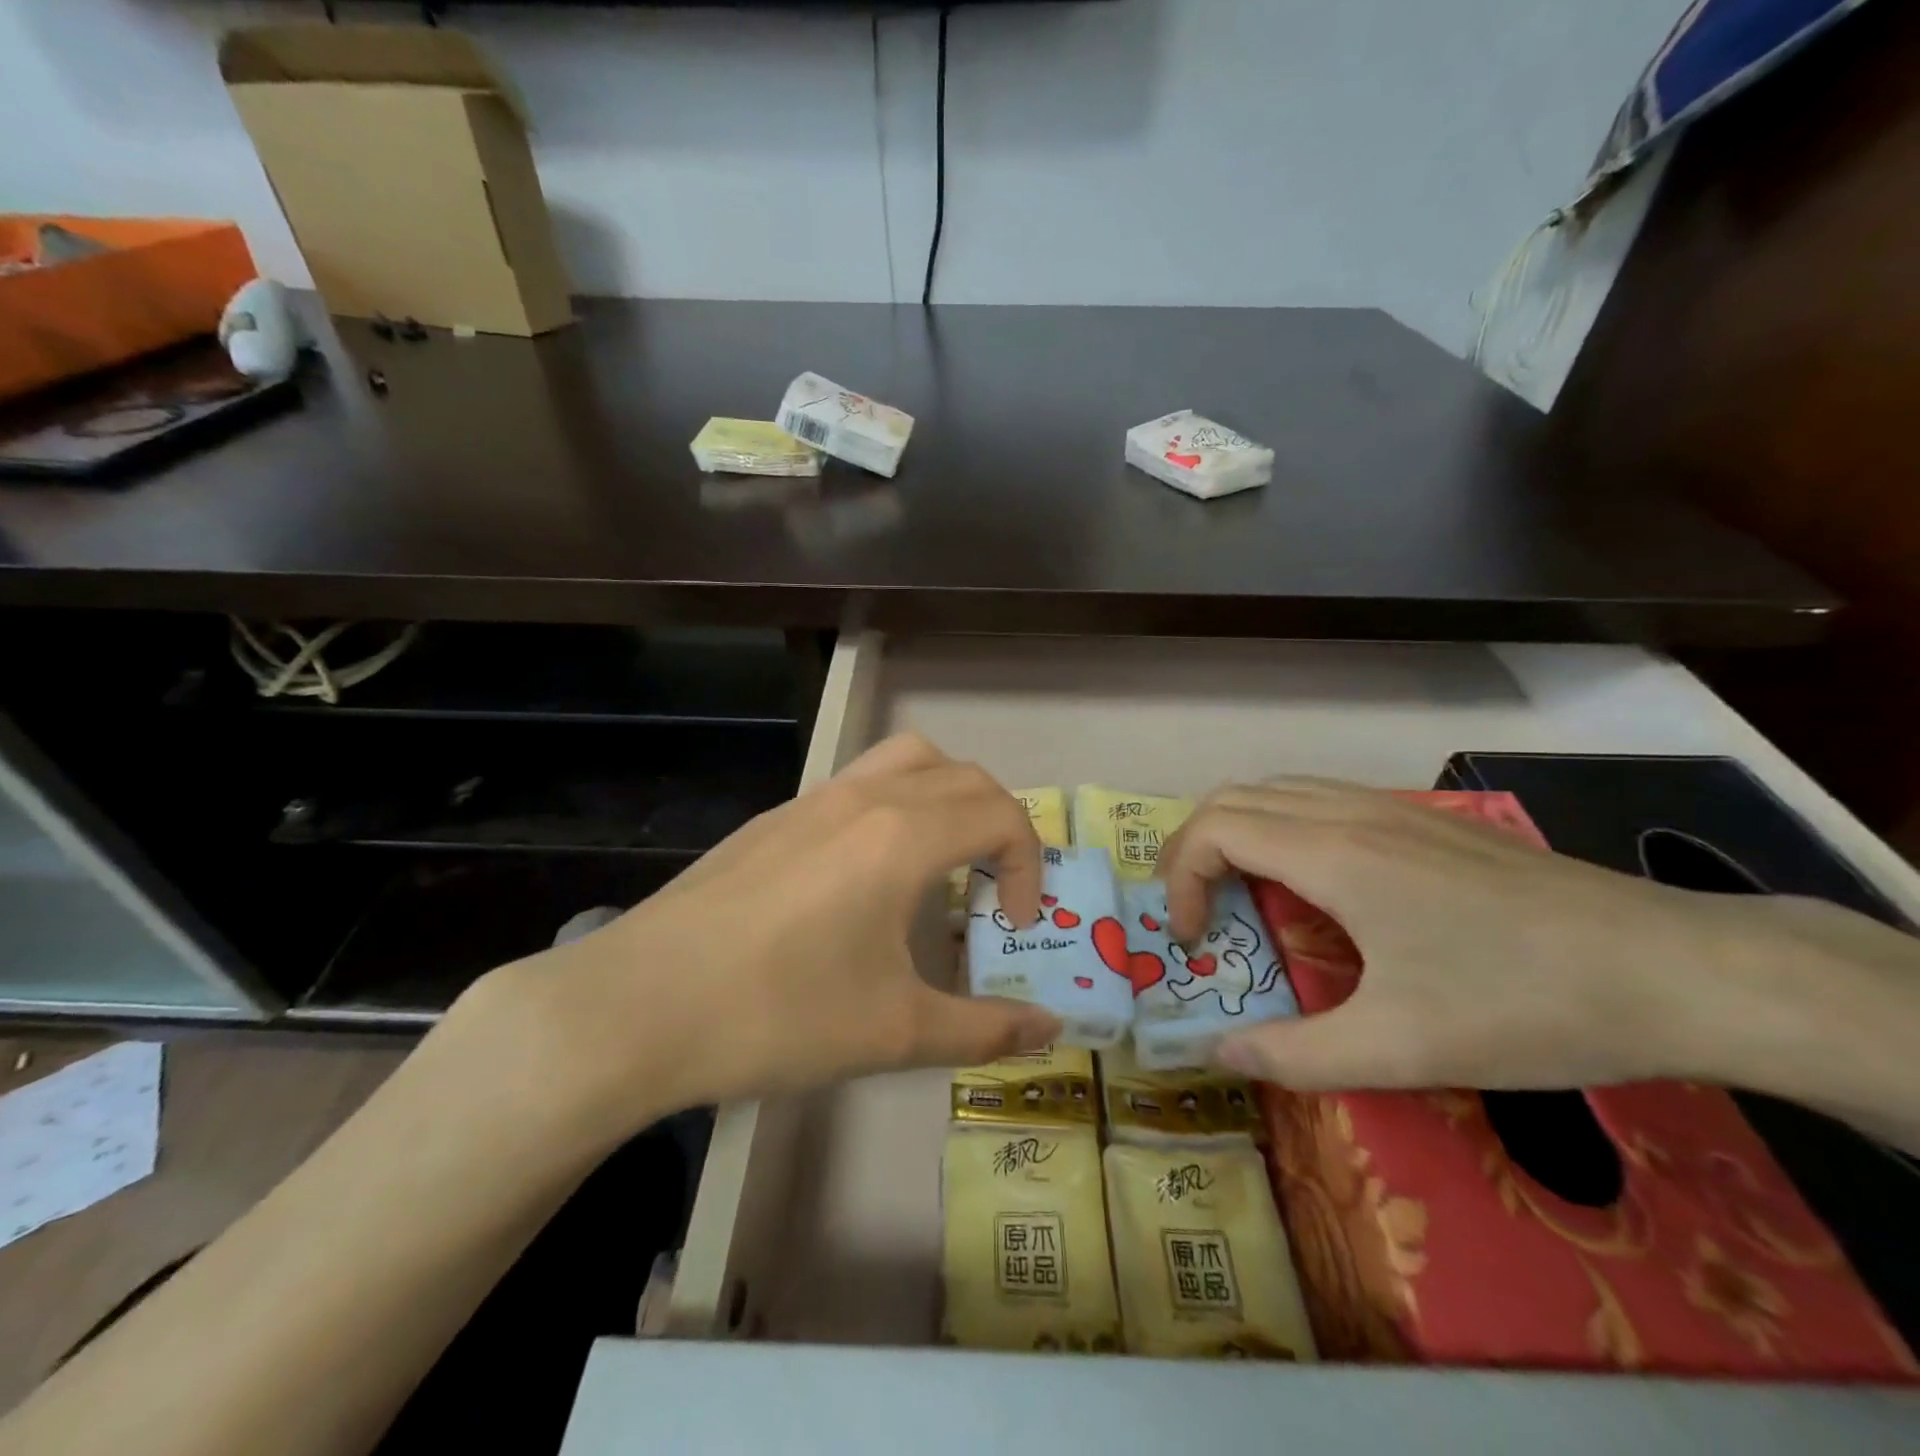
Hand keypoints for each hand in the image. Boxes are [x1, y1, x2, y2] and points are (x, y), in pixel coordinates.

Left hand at [467, 733, 1060, 1143]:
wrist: (637, 1006)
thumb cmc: (778, 1014)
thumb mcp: (894, 1032)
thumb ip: (984, 1029)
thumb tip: (1050, 1030)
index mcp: (902, 835)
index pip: (1000, 814)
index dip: (1029, 865)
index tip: (1016, 924)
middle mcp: (864, 797)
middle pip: (964, 777)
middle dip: (1000, 825)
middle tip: (993, 890)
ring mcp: (812, 800)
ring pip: (907, 760)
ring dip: (947, 797)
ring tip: (942, 862)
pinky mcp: (774, 818)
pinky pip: (859, 784)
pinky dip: (895, 806)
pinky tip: (866, 878)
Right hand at [1157, 780, 1766, 1091]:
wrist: (1676, 970)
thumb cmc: (1524, 1004)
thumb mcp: (1400, 1049)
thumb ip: (1293, 1055)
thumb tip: (1217, 1054)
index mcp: (1332, 854)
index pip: (1213, 830)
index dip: (1180, 880)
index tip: (1192, 942)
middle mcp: (1349, 813)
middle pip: (1232, 798)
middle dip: (1193, 852)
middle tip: (1197, 916)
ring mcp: (1391, 809)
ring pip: (1276, 791)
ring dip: (1236, 836)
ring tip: (1242, 898)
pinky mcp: (1424, 821)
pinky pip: (1319, 800)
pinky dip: (1281, 830)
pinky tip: (1316, 888)